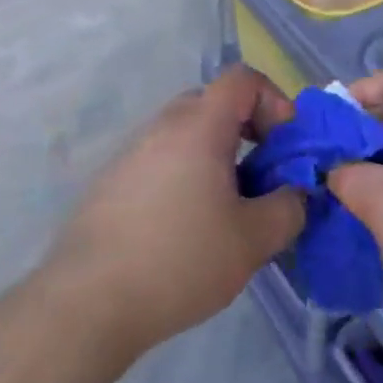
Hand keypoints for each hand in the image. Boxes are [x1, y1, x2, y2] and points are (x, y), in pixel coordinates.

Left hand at [46, 67, 306, 356]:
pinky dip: (186, 176)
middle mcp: (163, 125)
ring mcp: (132, 151)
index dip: (275, 101)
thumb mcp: (253, 240)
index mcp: (199, 124)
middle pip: (215, 104)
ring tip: (227, 210)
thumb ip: (289, 208)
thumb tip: (296, 193)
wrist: (86, 303)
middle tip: (262, 178)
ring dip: (217, 157)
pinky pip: (162, 160)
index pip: (243, 78)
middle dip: (248, 131)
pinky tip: (186, 229)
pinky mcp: (111, 182)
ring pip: (187, 134)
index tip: (284, 147)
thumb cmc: (179, 260)